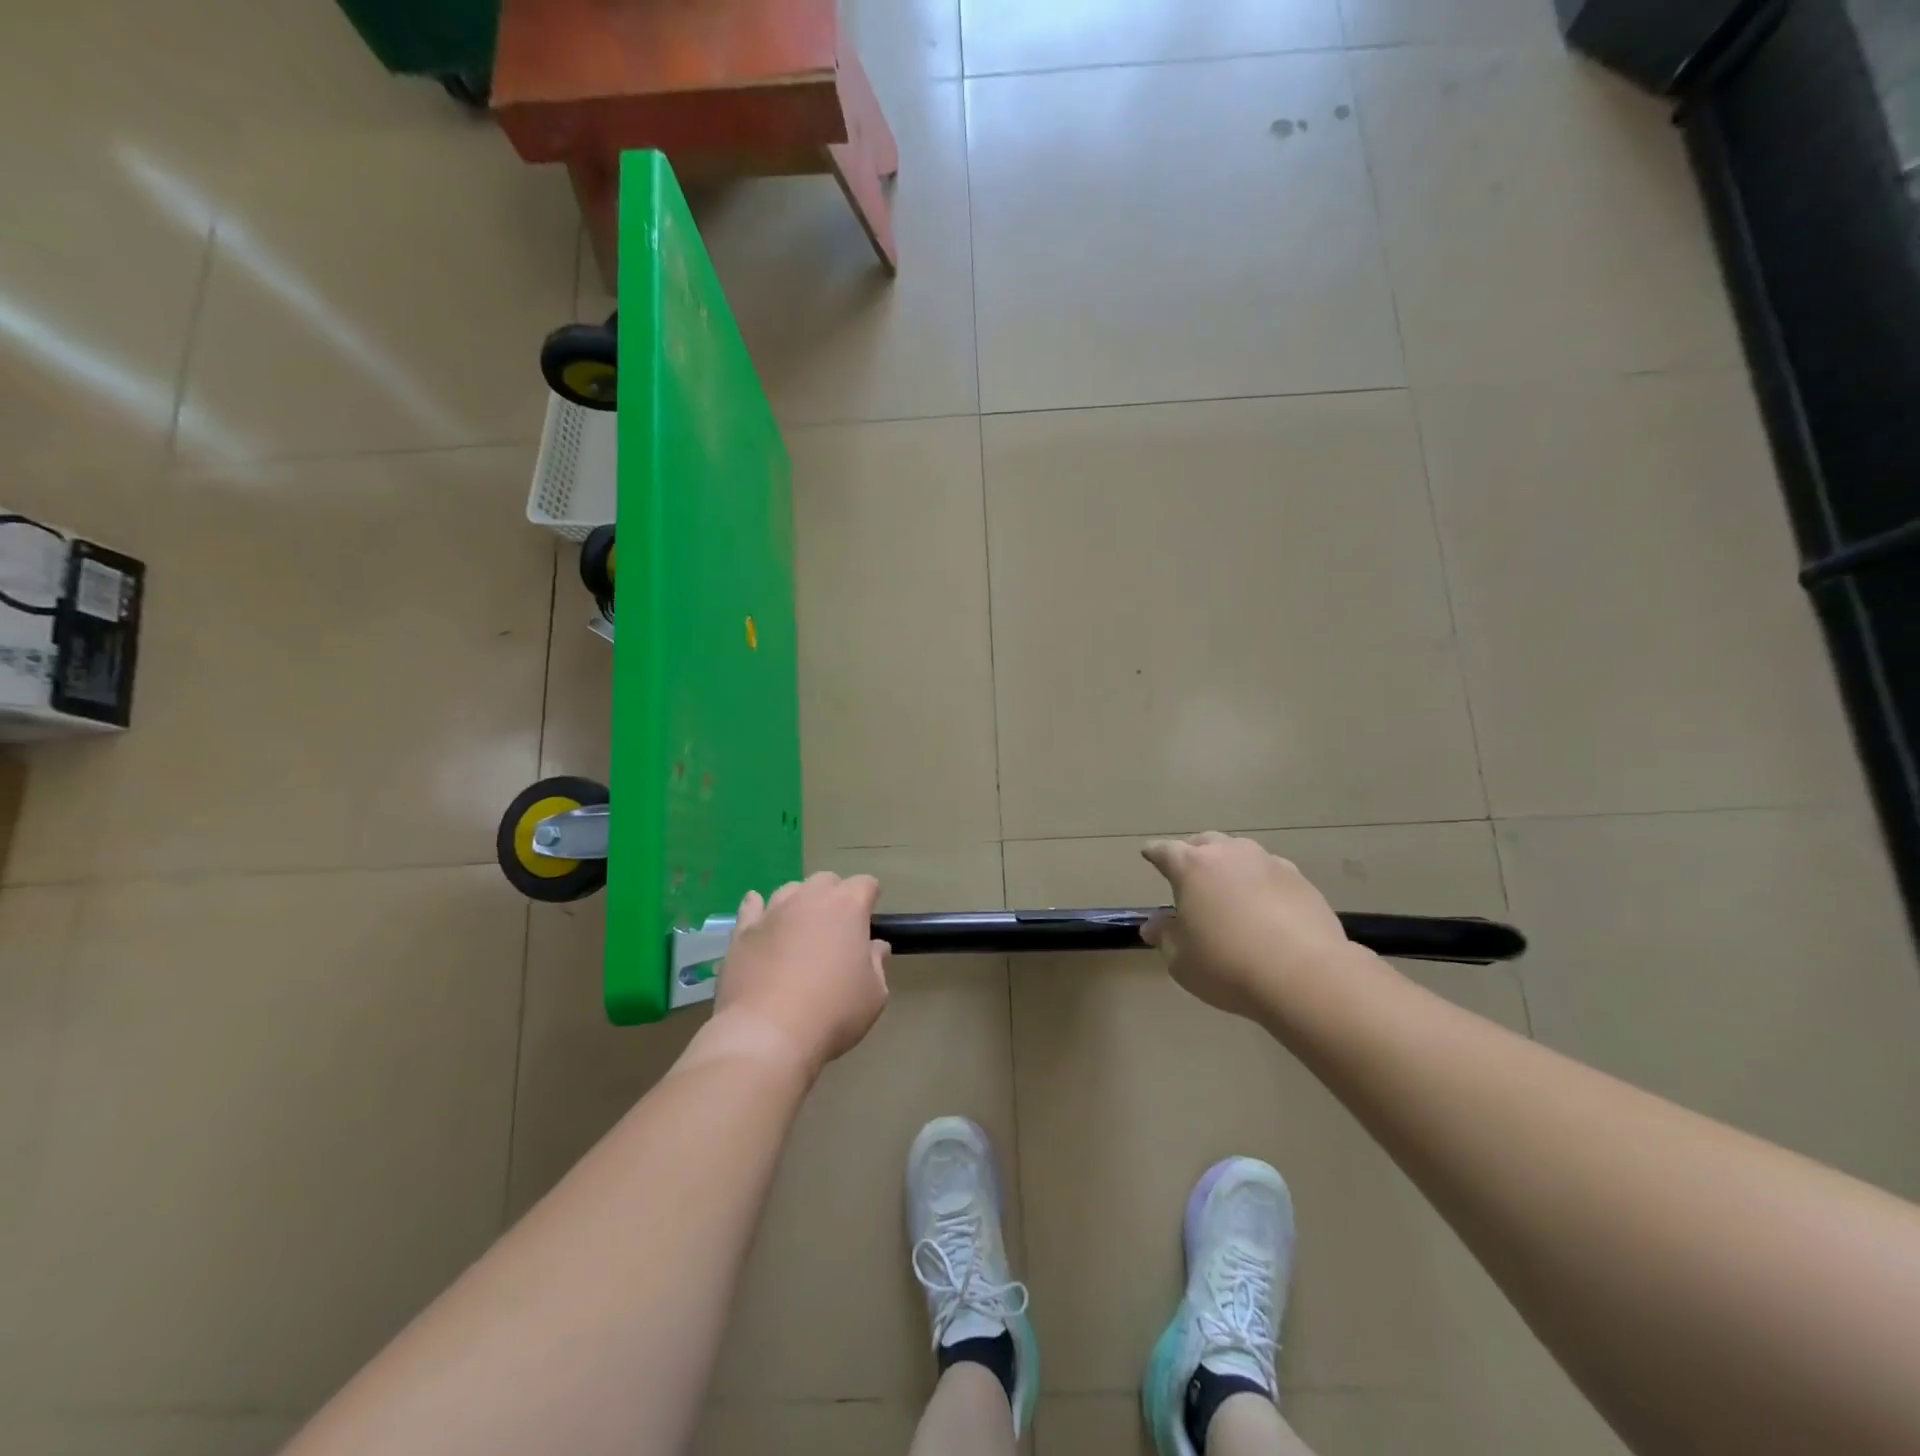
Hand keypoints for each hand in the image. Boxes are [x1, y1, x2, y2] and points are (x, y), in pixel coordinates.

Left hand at [714, 872, 890, 1074]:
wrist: (768, 1034)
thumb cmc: (833, 1012)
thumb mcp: (874, 995)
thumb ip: (876, 964)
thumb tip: (875, 947)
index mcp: (847, 907)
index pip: (865, 884)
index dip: (869, 898)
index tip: (868, 921)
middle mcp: (809, 898)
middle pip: (826, 880)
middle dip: (834, 896)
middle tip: (836, 928)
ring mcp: (772, 912)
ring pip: (789, 890)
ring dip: (799, 902)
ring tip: (799, 929)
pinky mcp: (743, 931)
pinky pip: (751, 906)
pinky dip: (758, 908)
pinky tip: (761, 919)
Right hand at [1141, 832, 1361, 1018]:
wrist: (1306, 976)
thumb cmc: (1228, 966)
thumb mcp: (1181, 959)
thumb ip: (1165, 936)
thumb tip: (1154, 925)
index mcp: (1192, 867)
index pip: (1165, 851)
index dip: (1154, 853)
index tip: (1148, 854)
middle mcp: (1229, 854)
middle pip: (1205, 843)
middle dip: (1194, 853)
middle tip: (1190, 874)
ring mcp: (1269, 863)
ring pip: (1241, 853)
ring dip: (1230, 865)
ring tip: (1230, 890)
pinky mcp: (1300, 880)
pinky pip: (1271, 873)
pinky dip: (1261, 883)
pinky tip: (1265, 906)